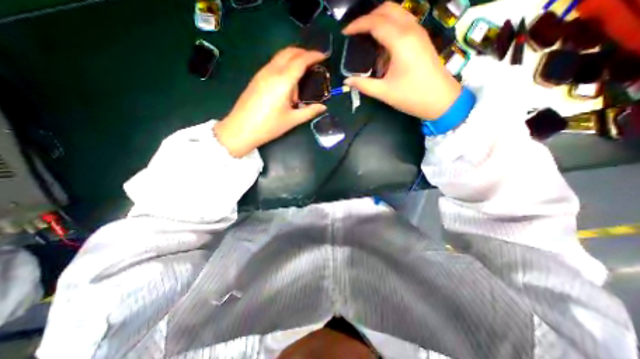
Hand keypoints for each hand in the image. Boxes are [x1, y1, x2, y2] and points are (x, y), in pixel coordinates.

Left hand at [217, 47, 326, 156]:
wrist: (241, 129)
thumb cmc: (268, 126)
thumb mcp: (292, 120)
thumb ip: (309, 112)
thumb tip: (323, 107)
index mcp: (283, 81)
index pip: (300, 61)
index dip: (313, 55)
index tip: (324, 55)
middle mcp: (272, 72)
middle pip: (289, 52)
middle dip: (304, 52)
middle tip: (315, 60)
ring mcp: (262, 73)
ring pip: (280, 56)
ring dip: (293, 57)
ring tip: (303, 70)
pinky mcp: (257, 78)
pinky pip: (273, 64)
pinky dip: (285, 64)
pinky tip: (289, 79)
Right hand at [345, 2, 460, 118]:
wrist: (441, 100)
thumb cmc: (412, 96)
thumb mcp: (384, 92)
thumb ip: (363, 84)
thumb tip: (347, 81)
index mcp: (400, 41)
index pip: (375, 23)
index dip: (357, 25)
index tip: (345, 33)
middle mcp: (410, 30)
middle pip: (387, 9)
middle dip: (368, 17)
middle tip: (355, 33)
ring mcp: (418, 32)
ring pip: (397, 13)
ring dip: (380, 20)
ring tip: (366, 38)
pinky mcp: (421, 39)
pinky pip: (403, 23)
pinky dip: (390, 28)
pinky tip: (382, 47)